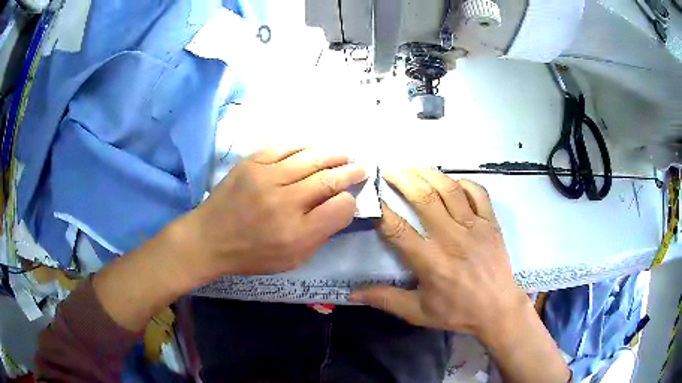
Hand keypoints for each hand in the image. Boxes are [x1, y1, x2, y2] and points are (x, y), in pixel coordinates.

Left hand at [183, 147, 366, 279]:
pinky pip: (284, 147)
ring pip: (310, 158)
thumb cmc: (251, 255)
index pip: (340, 208)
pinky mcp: (251, 163)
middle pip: (329, 179)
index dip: (350, 202)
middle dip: (350, 171)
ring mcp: (266, 177)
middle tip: (360, 168)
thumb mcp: (291, 260)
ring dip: (333, 154)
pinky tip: (313, 148)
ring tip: (344, 154)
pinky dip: (303, 146)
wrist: (209, 238)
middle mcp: (285, 202)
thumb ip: (319, 236)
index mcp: (297, 233)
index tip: (349, 199)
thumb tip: (339, 209)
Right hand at [349, 168, 526, 338]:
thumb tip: (352, 293)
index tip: (371, 198)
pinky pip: (478, 192)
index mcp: (430, 261)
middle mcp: (451, 238)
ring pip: (449, 189)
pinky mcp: (491, 223)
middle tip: (389, 173)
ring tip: (413, 169)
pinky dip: (463, 182)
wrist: (498, 309)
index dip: (381, 210)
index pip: (397, 229)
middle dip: (402, 179)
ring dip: (428, 173)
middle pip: (424, 197)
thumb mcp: (418, 312)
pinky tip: (451, 182)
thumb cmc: (457, 312)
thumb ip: (386, 299)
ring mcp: (474, 226)